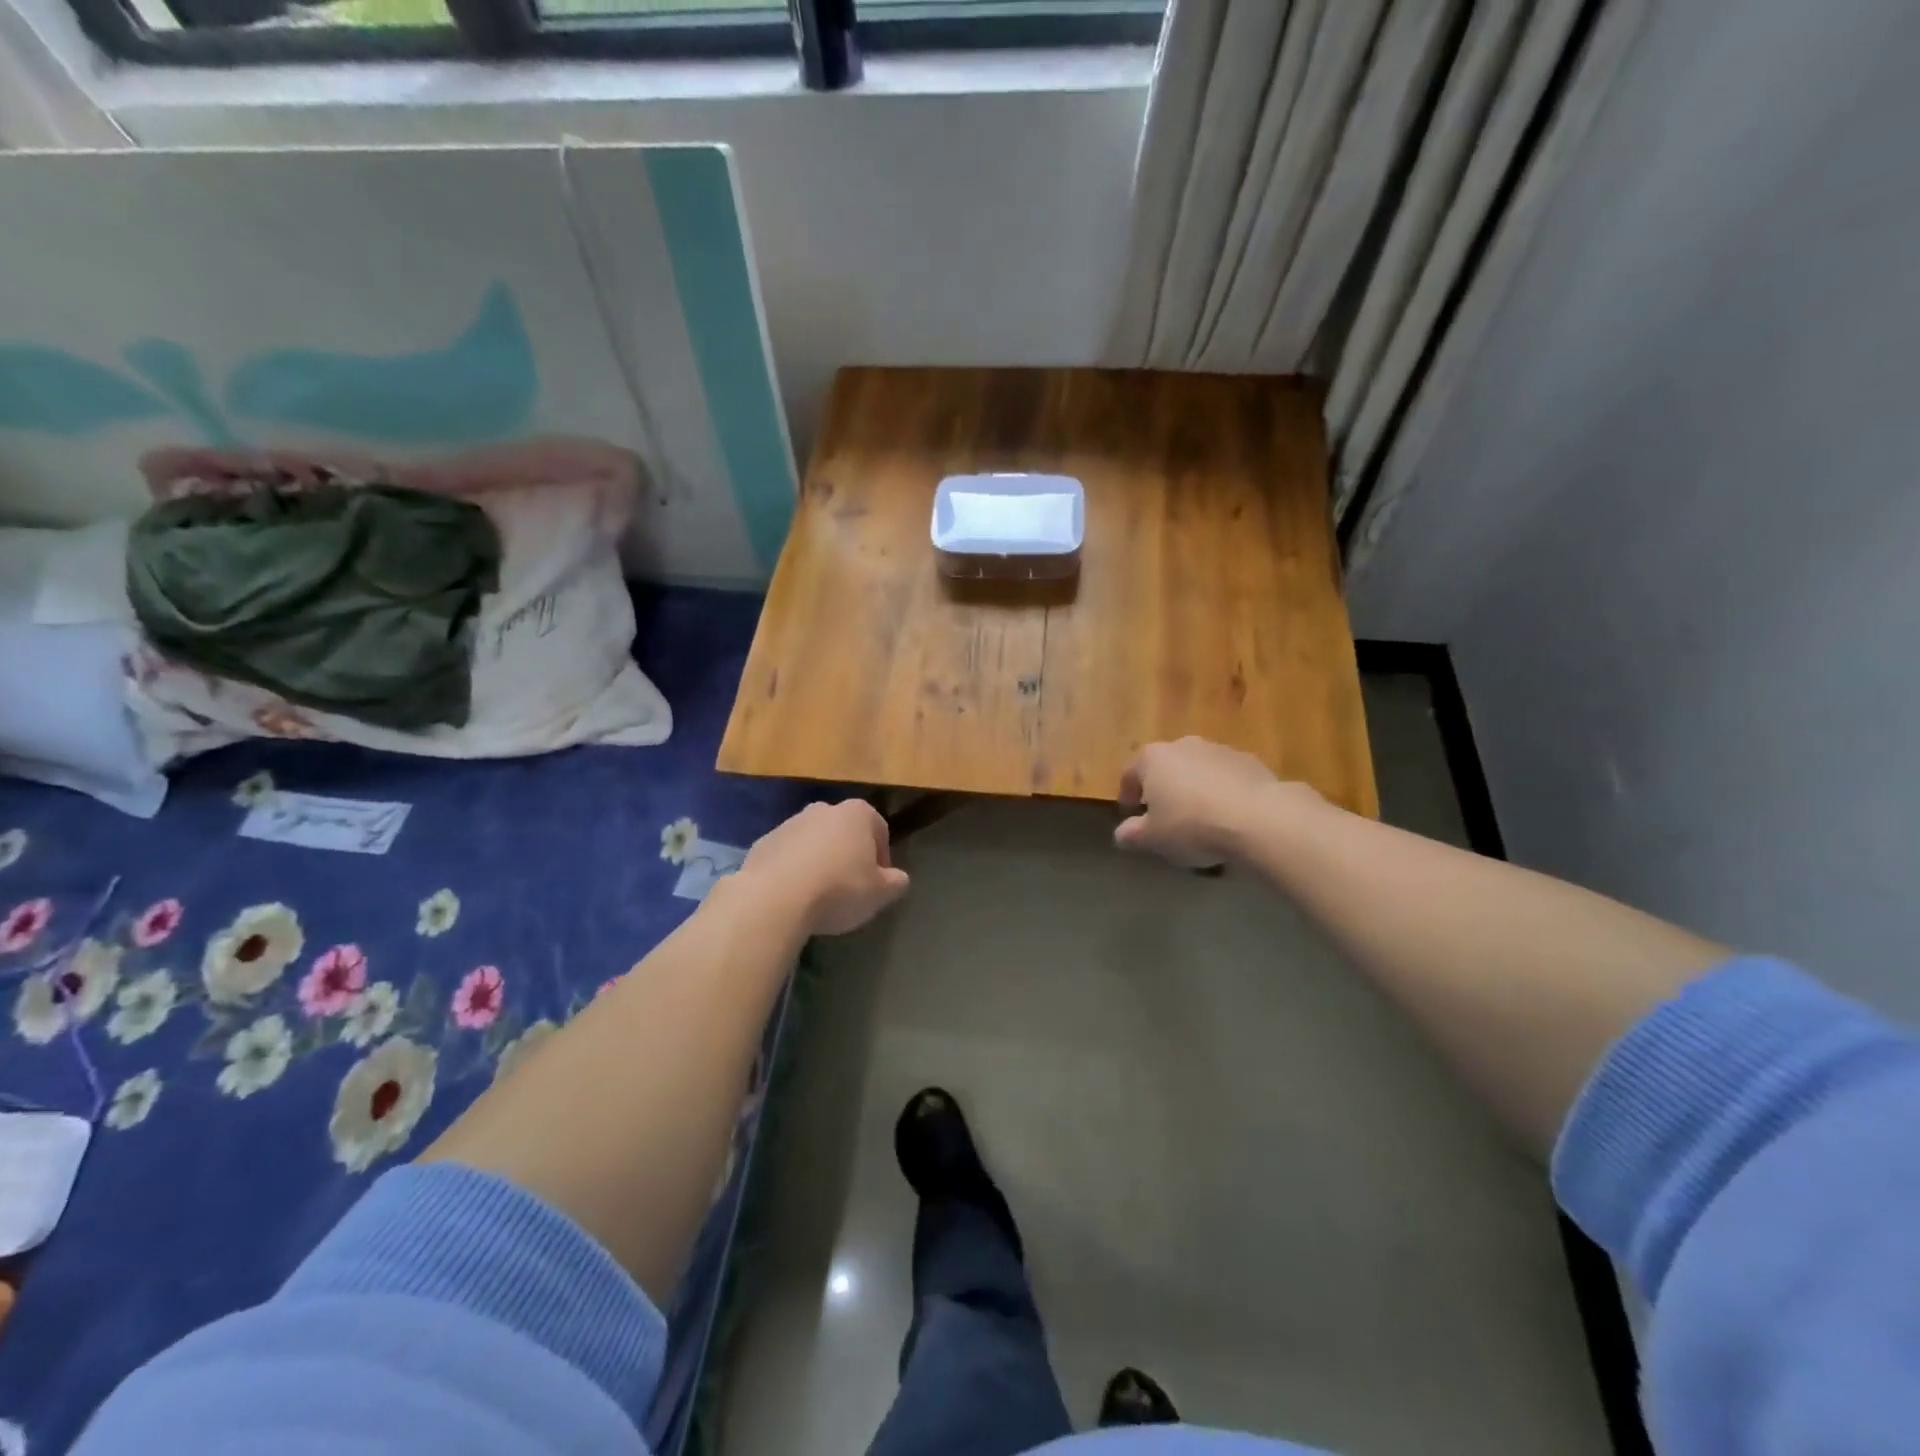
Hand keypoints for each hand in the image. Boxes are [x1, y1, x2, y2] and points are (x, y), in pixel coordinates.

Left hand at [739, 800, 910, 936]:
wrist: (773, 898)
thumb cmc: (838, 889)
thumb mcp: (880, 893)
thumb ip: (896, 882)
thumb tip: (897, 878)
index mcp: (856, 813)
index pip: (879, 829)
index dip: (882, 858)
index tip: (878, 883)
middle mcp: (823, 809)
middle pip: (843, 832)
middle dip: (848, 855)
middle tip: (850, 888)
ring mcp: (789, 824)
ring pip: (813, 842)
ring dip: (819, 862)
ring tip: (819, 896)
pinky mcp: (762, 843)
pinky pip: (786, 856)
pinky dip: (792, 871)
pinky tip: (793, 897)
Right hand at [1115, 737, 1310, 865]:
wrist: (1258, 818)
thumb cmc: (1192, 825)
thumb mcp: (1153, 838)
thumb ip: (1132, 835)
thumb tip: (1122, 834)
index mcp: (1153, 758)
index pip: (1130, 773)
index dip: (1128, 794)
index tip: (1131, 814)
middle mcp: (1184, 745)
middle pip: (1166, 767)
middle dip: (1164, 788)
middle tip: (1166, 816)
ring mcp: (1219, 750)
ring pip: (1198, 770)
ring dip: (1195, 788)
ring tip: (1201, 819)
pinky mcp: (1250, 762)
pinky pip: (1227, 778)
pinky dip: (1223, 792)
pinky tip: (1229, 817)